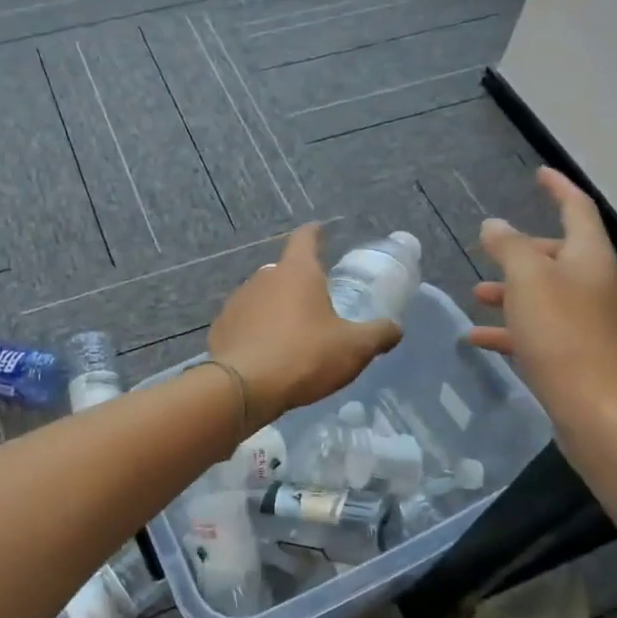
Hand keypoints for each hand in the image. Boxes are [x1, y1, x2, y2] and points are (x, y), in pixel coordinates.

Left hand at [208, 223, 401, 428]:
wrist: (242, 387)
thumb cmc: (303, 356)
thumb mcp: (353, 348)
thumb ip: (378, 334)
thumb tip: (395, 328)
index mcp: (297, 272)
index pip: (305, 238)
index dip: (315, 232)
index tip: (320, 230)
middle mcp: (264, 277)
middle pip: (285, 271)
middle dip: (299, 282)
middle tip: (316, 303)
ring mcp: (237, 300)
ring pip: (263, 296)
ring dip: (276, 308)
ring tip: (291, 333)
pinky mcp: (221, 326)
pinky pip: (245, 321)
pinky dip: (256, 330)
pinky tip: (265, 352)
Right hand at [468, 168, 616, 434]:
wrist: (602, 413)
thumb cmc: (564, 335)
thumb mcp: (528, 280)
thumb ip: (509, 247)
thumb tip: (495, 225)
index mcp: (590, 257)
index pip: (577, 208)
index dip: (558, 187)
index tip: (539, 173)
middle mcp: (594, 284)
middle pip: (558, 254)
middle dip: (522, 249)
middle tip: (490, 250)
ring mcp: (588, 322)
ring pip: (545, 293)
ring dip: (511, 290)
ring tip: (476, 294)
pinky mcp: (577, 355)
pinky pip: (538, 330)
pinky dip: (510, 329)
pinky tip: (477, 338)